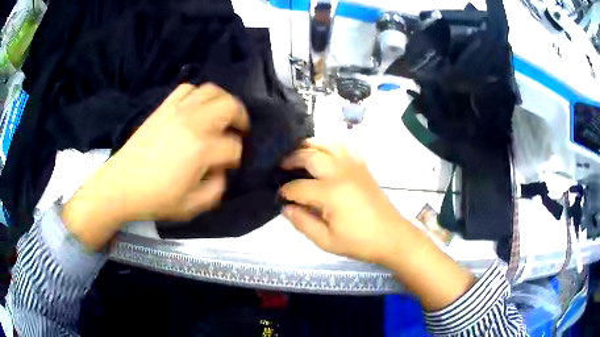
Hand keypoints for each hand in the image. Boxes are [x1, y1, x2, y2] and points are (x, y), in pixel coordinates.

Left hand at [62, 84, 248, 249]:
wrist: (121, 185)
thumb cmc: (155, 199)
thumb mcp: (192, 206)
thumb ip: (217, 189)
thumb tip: (221, 171)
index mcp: (201, 150)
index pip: (233, 146)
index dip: (236, 157)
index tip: (229, 165)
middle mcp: (193, 123)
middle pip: (230, 106)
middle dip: (241, 118)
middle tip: (239, 131)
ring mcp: (177, 111)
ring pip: (211, 91)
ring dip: (222, 101)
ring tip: (221, 115)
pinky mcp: (164, 107)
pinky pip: (187, 89)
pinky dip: (197, 95)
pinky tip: (196, 108)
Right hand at [281, 141, 474, 310]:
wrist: (392, 237)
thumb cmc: (359, 242)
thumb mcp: (326, 241)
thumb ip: (302, 223)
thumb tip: (286, 207)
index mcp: (330, 192)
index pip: (298, 187)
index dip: (285, 191)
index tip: (279, 196)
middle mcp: (340, 172)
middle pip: (310, 155)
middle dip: (291, 159)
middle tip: (281, 166)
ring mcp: (353, 166)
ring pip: (327, 145)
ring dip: (310, 146)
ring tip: (299, 153)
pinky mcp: (362, 167)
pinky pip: (343, 148)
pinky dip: (329, 147)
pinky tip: (323, 155)